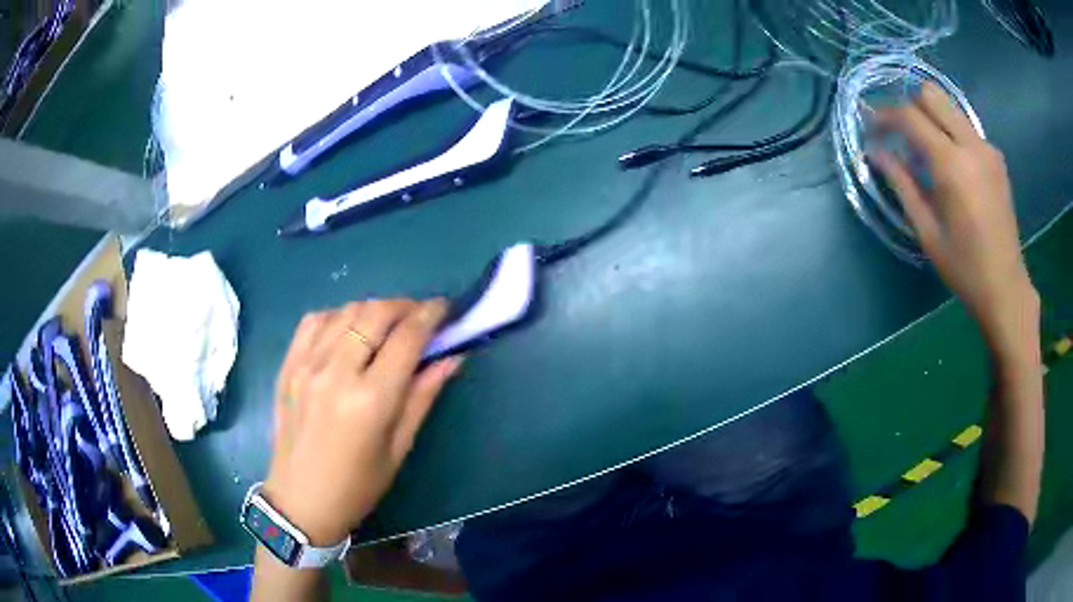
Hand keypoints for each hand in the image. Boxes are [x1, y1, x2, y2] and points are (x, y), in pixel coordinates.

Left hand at [262, 299, 462, 546]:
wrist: (300, 500)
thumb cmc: (358, 485)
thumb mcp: (399, 447)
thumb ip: (424, 395)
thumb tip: (452, 357)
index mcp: (370, 400)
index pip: (407, 338)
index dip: (432, 315)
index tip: (446, 308)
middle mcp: (335, 372)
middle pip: (375, 313)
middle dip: (405, 306)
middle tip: (421, 317)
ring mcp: (306, 364)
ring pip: (346, 310)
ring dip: (374, 310)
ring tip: (388, 325)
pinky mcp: (288, 365)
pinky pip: (314, 320)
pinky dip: (339, 316)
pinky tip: (349, 331)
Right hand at [869, 82, 1038, 354]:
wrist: (1006, 287)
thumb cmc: (964, 267)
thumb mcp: (927, 231)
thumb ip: (902, 184)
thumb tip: (875, 153)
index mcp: (952, 166)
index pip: (910, 116)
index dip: (885, 115)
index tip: (872, 127)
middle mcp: (971, 145)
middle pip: (931, 94)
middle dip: (909, 105)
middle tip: (900, 132)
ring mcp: (987, 148)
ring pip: (950, 106)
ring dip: (931, 116)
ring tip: (924, 147)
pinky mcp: (996, 157)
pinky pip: (966, 127)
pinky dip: (951, 132)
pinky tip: (952, 163)